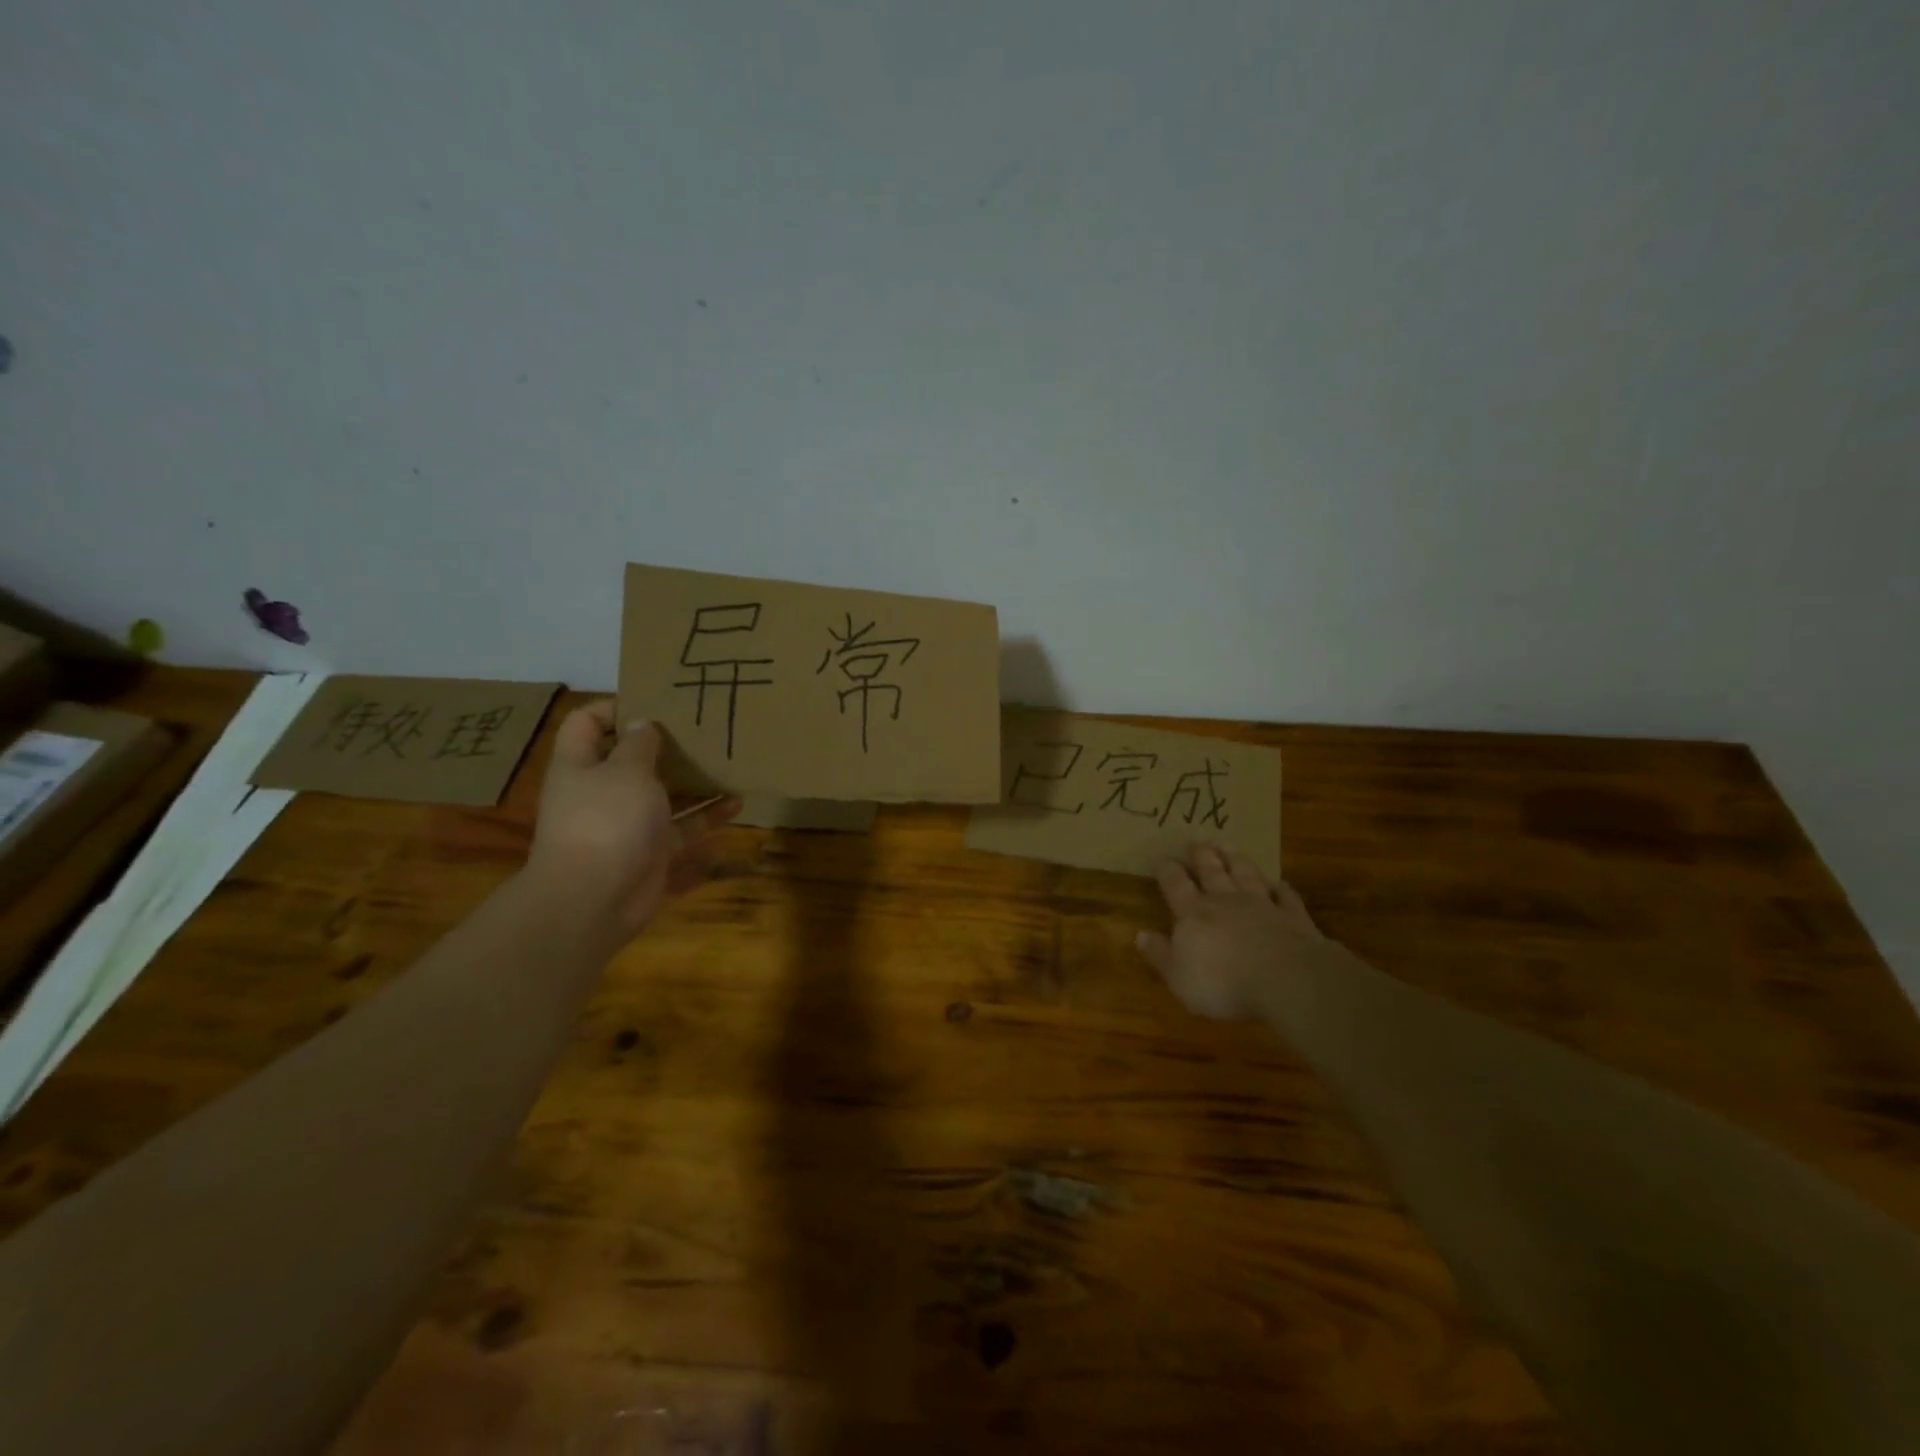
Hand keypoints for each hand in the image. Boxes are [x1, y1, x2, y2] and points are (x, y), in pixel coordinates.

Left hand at [526, 701, 739, 939]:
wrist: (594, 899)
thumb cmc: (607, 820)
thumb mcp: (626, 771)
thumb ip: (639, 744)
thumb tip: (643, 723)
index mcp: (581, 765)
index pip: (587, 723)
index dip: (614, 706)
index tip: (656, 699)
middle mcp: (602, 792)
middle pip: (632, 760)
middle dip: (666, 746)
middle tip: (704, 729)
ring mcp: (627, 825)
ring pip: (664, 796)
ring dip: (694, 782)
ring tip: (728, 764)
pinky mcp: (651, 853)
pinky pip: (683, 831)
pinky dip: (707, 820)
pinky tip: (737, 805)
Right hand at [1136, 844, 1324, 1019]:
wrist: (1286, 980)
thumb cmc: (1223, 983)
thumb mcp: (1179, 976)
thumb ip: (1160, 954)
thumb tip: (1139, 934)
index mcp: (1194, 913)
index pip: (1175, 884)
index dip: (1166, 870)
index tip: (1160, 857)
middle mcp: (1226, 900)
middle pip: (1211, 870)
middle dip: (1201, 854)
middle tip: (1196, 839)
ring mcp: (1262, 905)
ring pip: (1246, 874)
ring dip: (1236, 859)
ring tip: (1228, 845)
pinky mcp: (1294, 918)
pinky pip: (1286, 897)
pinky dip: (1282, 889)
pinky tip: (1281, 884)